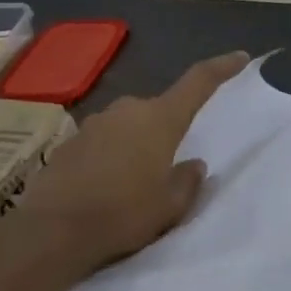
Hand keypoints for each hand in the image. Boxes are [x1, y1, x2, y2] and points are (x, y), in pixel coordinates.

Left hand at [16, 51, 249, 271]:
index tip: (240, 57)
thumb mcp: (171, 205)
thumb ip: (187, 180)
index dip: (221, 68)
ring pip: (128, 125)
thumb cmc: (123, 214)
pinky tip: (107, 187)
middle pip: (159, 108)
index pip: (198, 82)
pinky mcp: (69, 144)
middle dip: (168, 127)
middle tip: (171, 162)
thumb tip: (193, 165)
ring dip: (138, 143)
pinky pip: (102, 142)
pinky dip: (111, 156)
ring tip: (138, 180)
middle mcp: (127, 111)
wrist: (50, 233)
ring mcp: (93, 125)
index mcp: (160, 120)